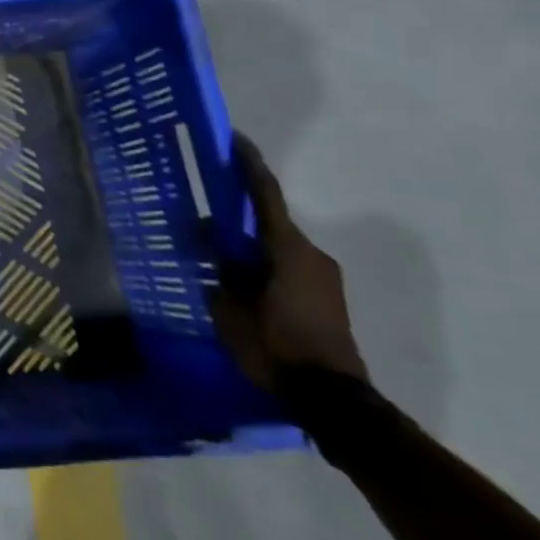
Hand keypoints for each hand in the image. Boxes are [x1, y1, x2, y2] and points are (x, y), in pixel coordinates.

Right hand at [211, 134, 368, 389]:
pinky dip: (263, 265)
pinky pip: (287, 268)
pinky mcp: (327, 299)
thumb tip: (207, 231)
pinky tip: (240, 282)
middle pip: (270, 222)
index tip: (235, 138)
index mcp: (288, 248)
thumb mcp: (230, 304)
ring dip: (250, 246)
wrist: (333, 400)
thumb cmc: (275, 345)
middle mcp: (312, 254)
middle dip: (238, 215)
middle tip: (206, 213)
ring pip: (277, 248)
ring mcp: (325, 278)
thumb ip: (219, 264)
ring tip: (218, 255)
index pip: (265, 194)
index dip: (248, 164)